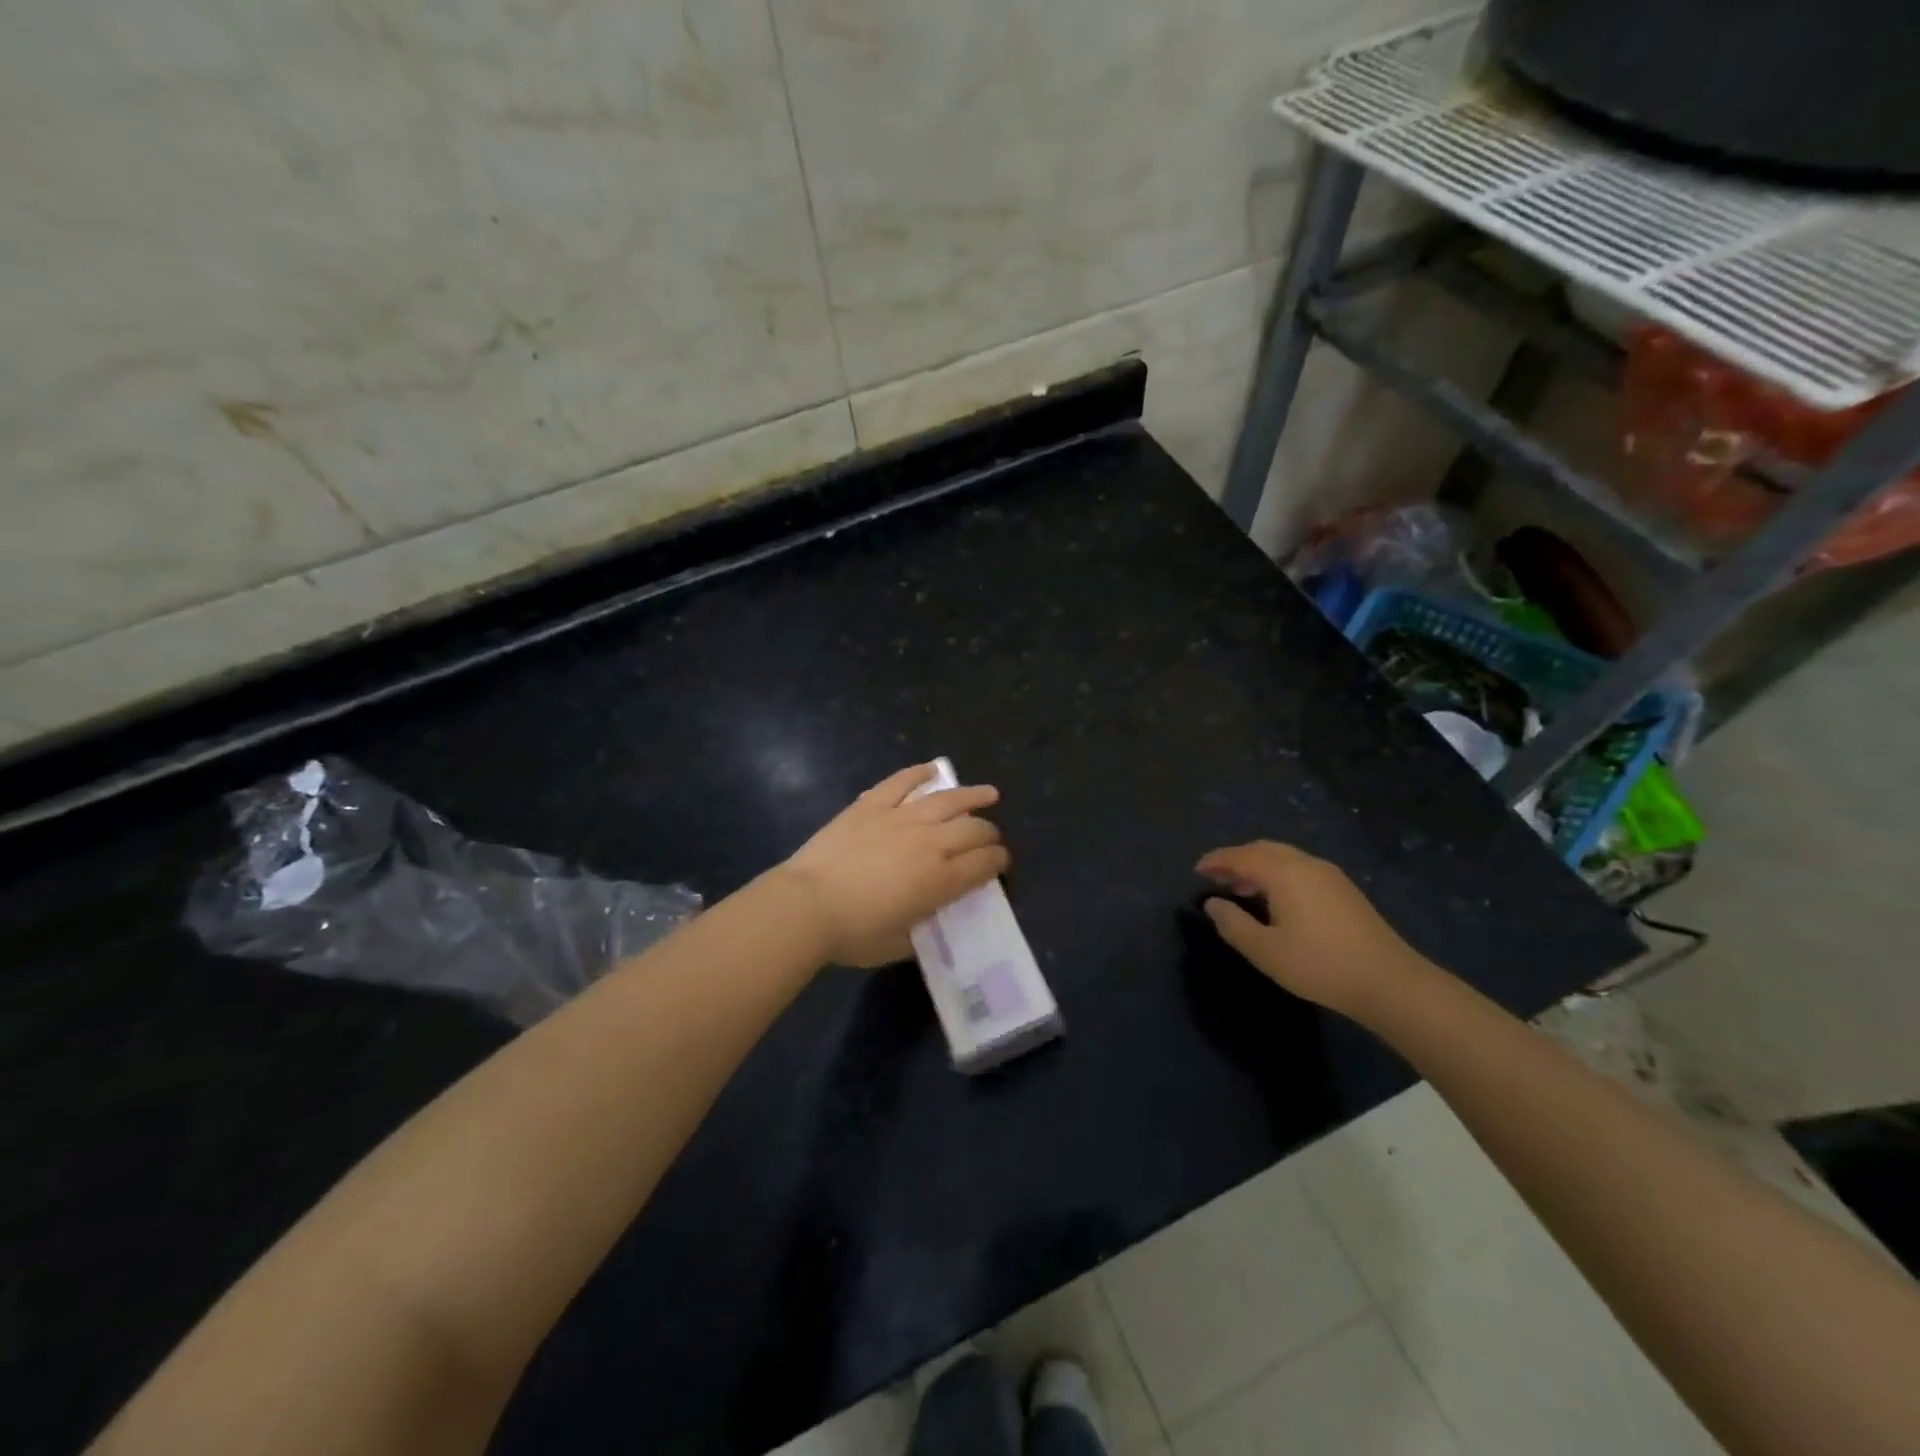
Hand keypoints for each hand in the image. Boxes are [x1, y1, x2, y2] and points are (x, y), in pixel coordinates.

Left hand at [776, 764, 1010, 967]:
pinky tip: (933, 769)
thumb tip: (931, 918)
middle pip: (972, 829)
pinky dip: (919, 773)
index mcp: (940, 880)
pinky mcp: (871, 805)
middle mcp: (929, 843)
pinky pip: (901, 782)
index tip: (1001, 862)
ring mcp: (900, 818)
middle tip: (992, 837)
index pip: (983, 864)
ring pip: (947, 799)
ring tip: (989, 793)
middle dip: (990, 833)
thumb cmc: (853, 933)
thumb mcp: (898, 945)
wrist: (807, 905)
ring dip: (973, 795)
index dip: (998, 861)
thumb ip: (922, 930)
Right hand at [1196, 841, 1434, 1019]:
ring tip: (1241, 889)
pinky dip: (1278, 874)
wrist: (1389, 982)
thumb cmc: (1319, 965)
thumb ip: (1233, 924)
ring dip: (1258, 867)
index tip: (1197, 870)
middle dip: (1237, 859)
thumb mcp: (1265, 951)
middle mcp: (1306, 864)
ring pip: (1284, 858)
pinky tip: (1275, 900)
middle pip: (1263, 849)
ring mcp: (1329, 875)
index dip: (1216, 860)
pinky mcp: (1344, 890)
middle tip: (1216, 877)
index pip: (1241, 856)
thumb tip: (1212, 904)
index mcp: (1284, 873)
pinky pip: (1300, 869)